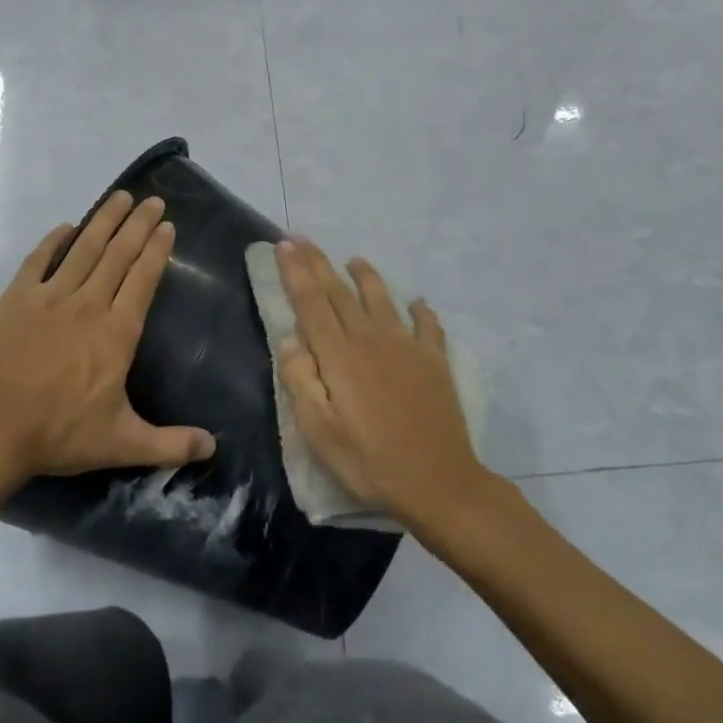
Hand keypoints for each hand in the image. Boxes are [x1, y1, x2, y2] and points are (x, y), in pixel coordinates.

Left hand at [0, 191, 215, 496]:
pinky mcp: (16, 299)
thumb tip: (213, 447)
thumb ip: (170, 443)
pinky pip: (39, 260)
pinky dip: (54, 241)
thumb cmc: (59, 434)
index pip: (143, 279)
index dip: (157, 249)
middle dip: (138, 224)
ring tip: (120, 197)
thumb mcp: (121, 444)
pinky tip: (66, 227)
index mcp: (116, 332)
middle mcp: (88, 304)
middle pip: (118, 254)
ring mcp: (49, 298)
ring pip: (83, 249)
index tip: (167, 225)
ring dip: (104, 221)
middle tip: (152, 199)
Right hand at [275, 237, 490, 527]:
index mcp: (339, 355)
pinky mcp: (434, 361)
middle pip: (339, 291)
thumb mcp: (319, 432)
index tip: (283, 245)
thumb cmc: (369, 462)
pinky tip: (417, 303)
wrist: (439, 483)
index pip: (311, 302)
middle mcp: (371, 339)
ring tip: (355, 260)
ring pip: (381, 298)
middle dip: (318, 262)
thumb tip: (289, 339)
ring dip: (366, 276)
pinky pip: (427, 325)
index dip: (295, 271)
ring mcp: (407, 346)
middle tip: (302, 238)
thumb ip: (300, 381)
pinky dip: (420, 310)